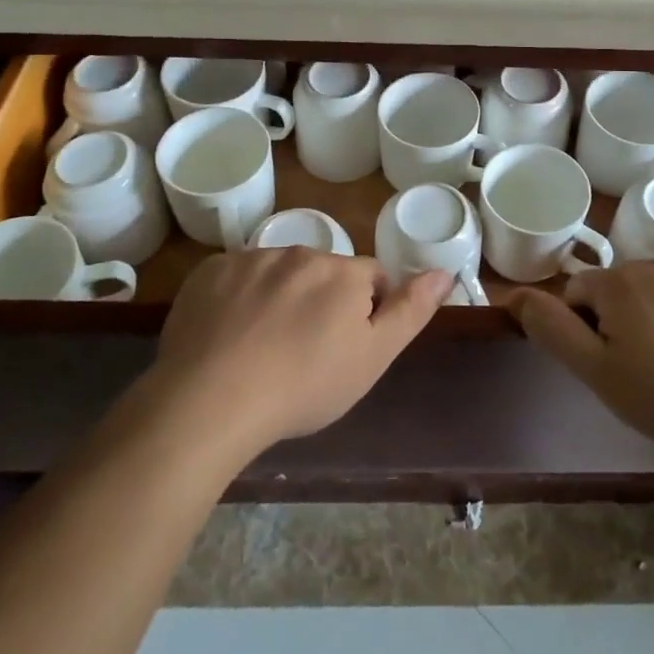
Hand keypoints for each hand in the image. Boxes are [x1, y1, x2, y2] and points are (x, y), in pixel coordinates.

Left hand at [146, 249, 450, 457]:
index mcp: (342, 272)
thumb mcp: (372, 358)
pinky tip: (228, 337)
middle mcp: (299, 252)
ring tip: (263, 349)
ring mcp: (250, 259)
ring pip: (278, 274)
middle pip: (323, 273)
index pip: (371, 279)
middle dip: (322, 302)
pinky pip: (235, 279)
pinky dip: (238, 299)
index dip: (366, 313)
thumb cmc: (304, 386)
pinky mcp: (209, 272)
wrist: (210, 401)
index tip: (346, 349)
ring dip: (280, 298)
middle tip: (304, 353)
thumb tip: (444, 271)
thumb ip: (411, 310)